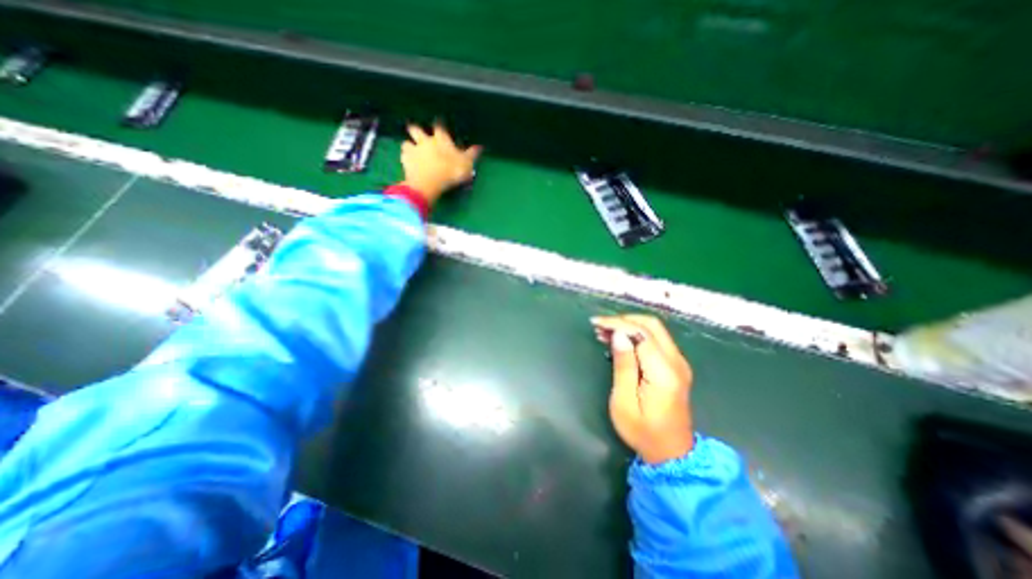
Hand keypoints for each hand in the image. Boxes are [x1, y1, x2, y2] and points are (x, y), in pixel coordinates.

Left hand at [403, 121, 482, 206]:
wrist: (429, 182)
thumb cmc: (450, 171)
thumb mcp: (466, 164)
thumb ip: (472, 155)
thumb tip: (480, 146)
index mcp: (441, 139)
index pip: (439, 127)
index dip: (439, 126)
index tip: (439, 126)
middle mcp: (425, 140)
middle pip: (416, 129)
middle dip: (416, 130)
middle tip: (418, 134)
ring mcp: (413, 150)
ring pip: (407, 142)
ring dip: (409, 145)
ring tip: (412, 151)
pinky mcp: (405, 161)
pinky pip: (403, 156)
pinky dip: (405, 158)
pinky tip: (408, 163)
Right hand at [592, 314, 696, 463]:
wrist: (672, 453)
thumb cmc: (642, 431)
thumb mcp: (624, 401)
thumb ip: (623, 366)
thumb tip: (618, 335)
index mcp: (664, 372)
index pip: (641, 334)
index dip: (617, 324)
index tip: (596, 323)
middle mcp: (676, 361)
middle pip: (651, 324)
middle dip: (623, 319)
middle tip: (600, 326)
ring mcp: (679, 362)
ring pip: (655, 329)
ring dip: (629, 325)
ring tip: (605, 331)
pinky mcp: (676, 365)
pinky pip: (656, 339)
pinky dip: (637, 333)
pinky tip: (620, 340)